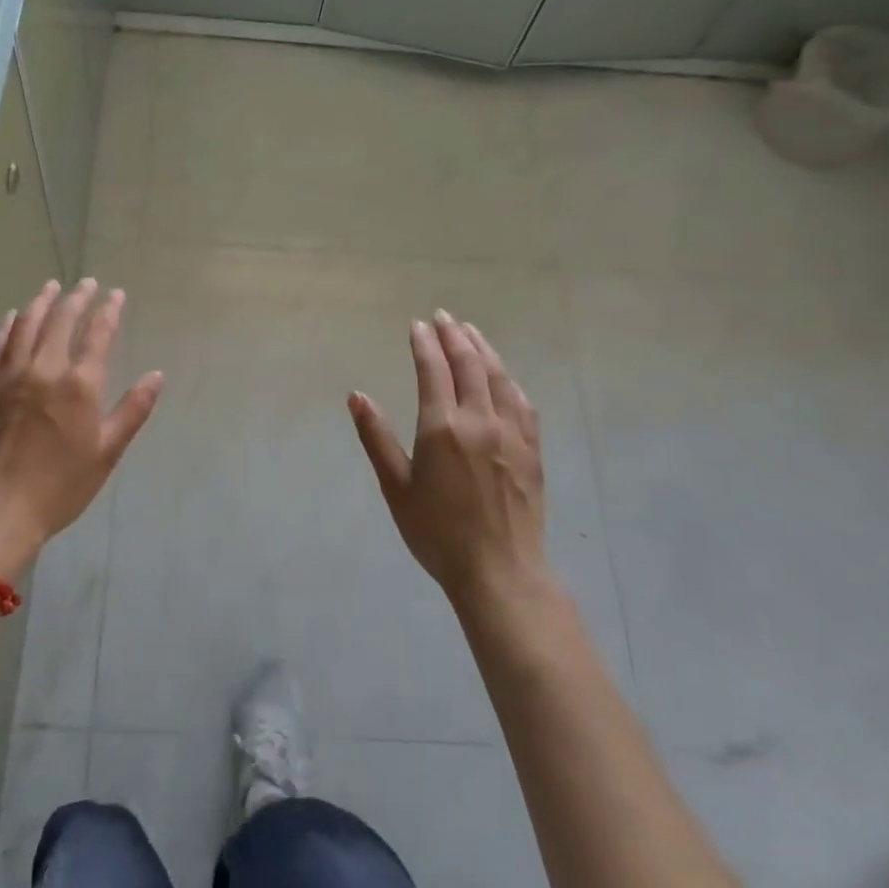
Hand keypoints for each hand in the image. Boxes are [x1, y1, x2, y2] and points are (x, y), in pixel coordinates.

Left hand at [0, 278, 161, 578]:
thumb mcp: (107, 452)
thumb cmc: (61, 486)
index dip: (108, 310)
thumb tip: (156, 376)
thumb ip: (132, 410)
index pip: (98, 334)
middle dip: (76, 298)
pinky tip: (13, 318)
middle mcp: (44, 369)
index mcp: (80, 385)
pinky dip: (7, 326)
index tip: (116, 294)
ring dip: (41, 302)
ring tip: (51, 287)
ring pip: (27, 326)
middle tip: (86, 283)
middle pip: (61, 321)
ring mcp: (10, 376)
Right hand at [349, 311, 550, 610]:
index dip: (424, 343)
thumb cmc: (437, 533)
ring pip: (498, 377)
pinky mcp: (531, 449)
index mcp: (442, 427)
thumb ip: (376, 437)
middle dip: (453, 336)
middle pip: (468, 364)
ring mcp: (511, 432)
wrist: (499, 570)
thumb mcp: (396, 487)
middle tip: (442, 317)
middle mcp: (479, 419)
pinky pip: (522, 402)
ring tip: (471, 331)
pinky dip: (508, 380)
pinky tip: (503, 376)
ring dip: (483, 349)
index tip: (416, 325)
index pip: (433, 370)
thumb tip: (357, 396)